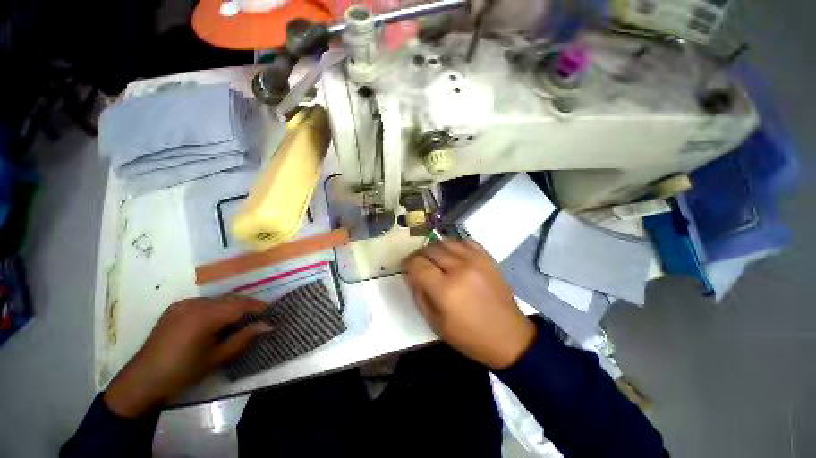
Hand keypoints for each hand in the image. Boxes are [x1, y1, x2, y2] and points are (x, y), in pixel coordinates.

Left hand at [104, 296, 269, 417]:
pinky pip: (204, 302)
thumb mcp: (217, 357)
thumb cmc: (182, 372)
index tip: (271, 312)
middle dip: (247, 305)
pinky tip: (217, 321)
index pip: (239, 304)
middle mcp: (194, 304)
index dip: (257, 307)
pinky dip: (217, 308)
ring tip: (241, 320)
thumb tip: (268, 325)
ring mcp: (183, 304)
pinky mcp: (176, 307)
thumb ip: (243, 338)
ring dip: (232, 306)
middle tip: (259, 316)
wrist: (143, 380)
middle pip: (229, 299)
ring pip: (218, 299)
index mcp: (203, 316)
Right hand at [402, 239, 536, 369]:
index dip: (408, 264)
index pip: (417, 264)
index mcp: (445, 290)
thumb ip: (419, 295)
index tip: (407, 267)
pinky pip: (465, 241)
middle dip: (420, 255)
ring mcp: (476, 260)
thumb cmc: (469, 336)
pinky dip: (455, 244)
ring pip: (446, 242)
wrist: (509, 337)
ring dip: (435, 248)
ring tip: (435, 258)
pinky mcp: (487, 258)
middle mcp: (459, 269)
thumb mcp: (435, 323)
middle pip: (430, 250)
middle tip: (419, 264)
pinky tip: (453, 254)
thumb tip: (412, 275)